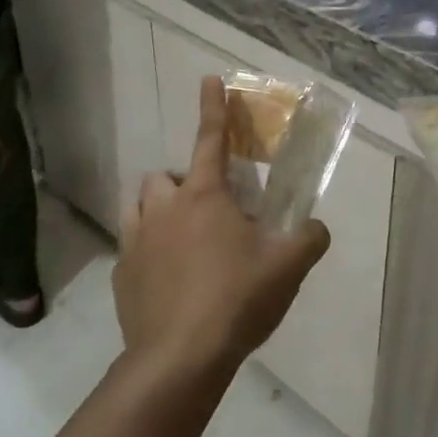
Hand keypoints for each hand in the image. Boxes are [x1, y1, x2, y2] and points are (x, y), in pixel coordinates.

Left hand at [115, 76, 329, 380]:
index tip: (209, 79)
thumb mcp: (288, 267)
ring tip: (180, 238)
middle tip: (209, 214)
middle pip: (164, 177)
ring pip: (139, 205)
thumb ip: (309, 238)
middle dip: (183, 185)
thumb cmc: (236, 299)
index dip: (213, 107)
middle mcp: (164, 208)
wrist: (179, 358)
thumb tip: (315, 228)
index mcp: (205, 196)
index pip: (211, 139)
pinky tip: (167, 280)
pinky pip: (131, 247)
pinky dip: (147, 251)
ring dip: (157, 210)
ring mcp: (136, 241)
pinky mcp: (121, 274)